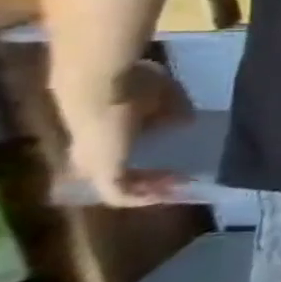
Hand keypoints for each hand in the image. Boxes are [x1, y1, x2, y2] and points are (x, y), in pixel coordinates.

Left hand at [55, 59, 191, 206]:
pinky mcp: (104, 171)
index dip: (148, 154)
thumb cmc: (132, 83)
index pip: (123, 149)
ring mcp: (97, 162)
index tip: (176, 155)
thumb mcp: (165, 95)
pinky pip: (121, 194)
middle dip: (150, 176)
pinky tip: (168, 195)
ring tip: (182, 187)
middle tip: (183, 176)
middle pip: (118, 170)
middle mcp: (95, 150)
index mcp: (106, 129)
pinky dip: (142, 198)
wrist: (102, 85)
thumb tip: (185, 123)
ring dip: (150, 189)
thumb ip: (174, 110)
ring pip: (121, 184)